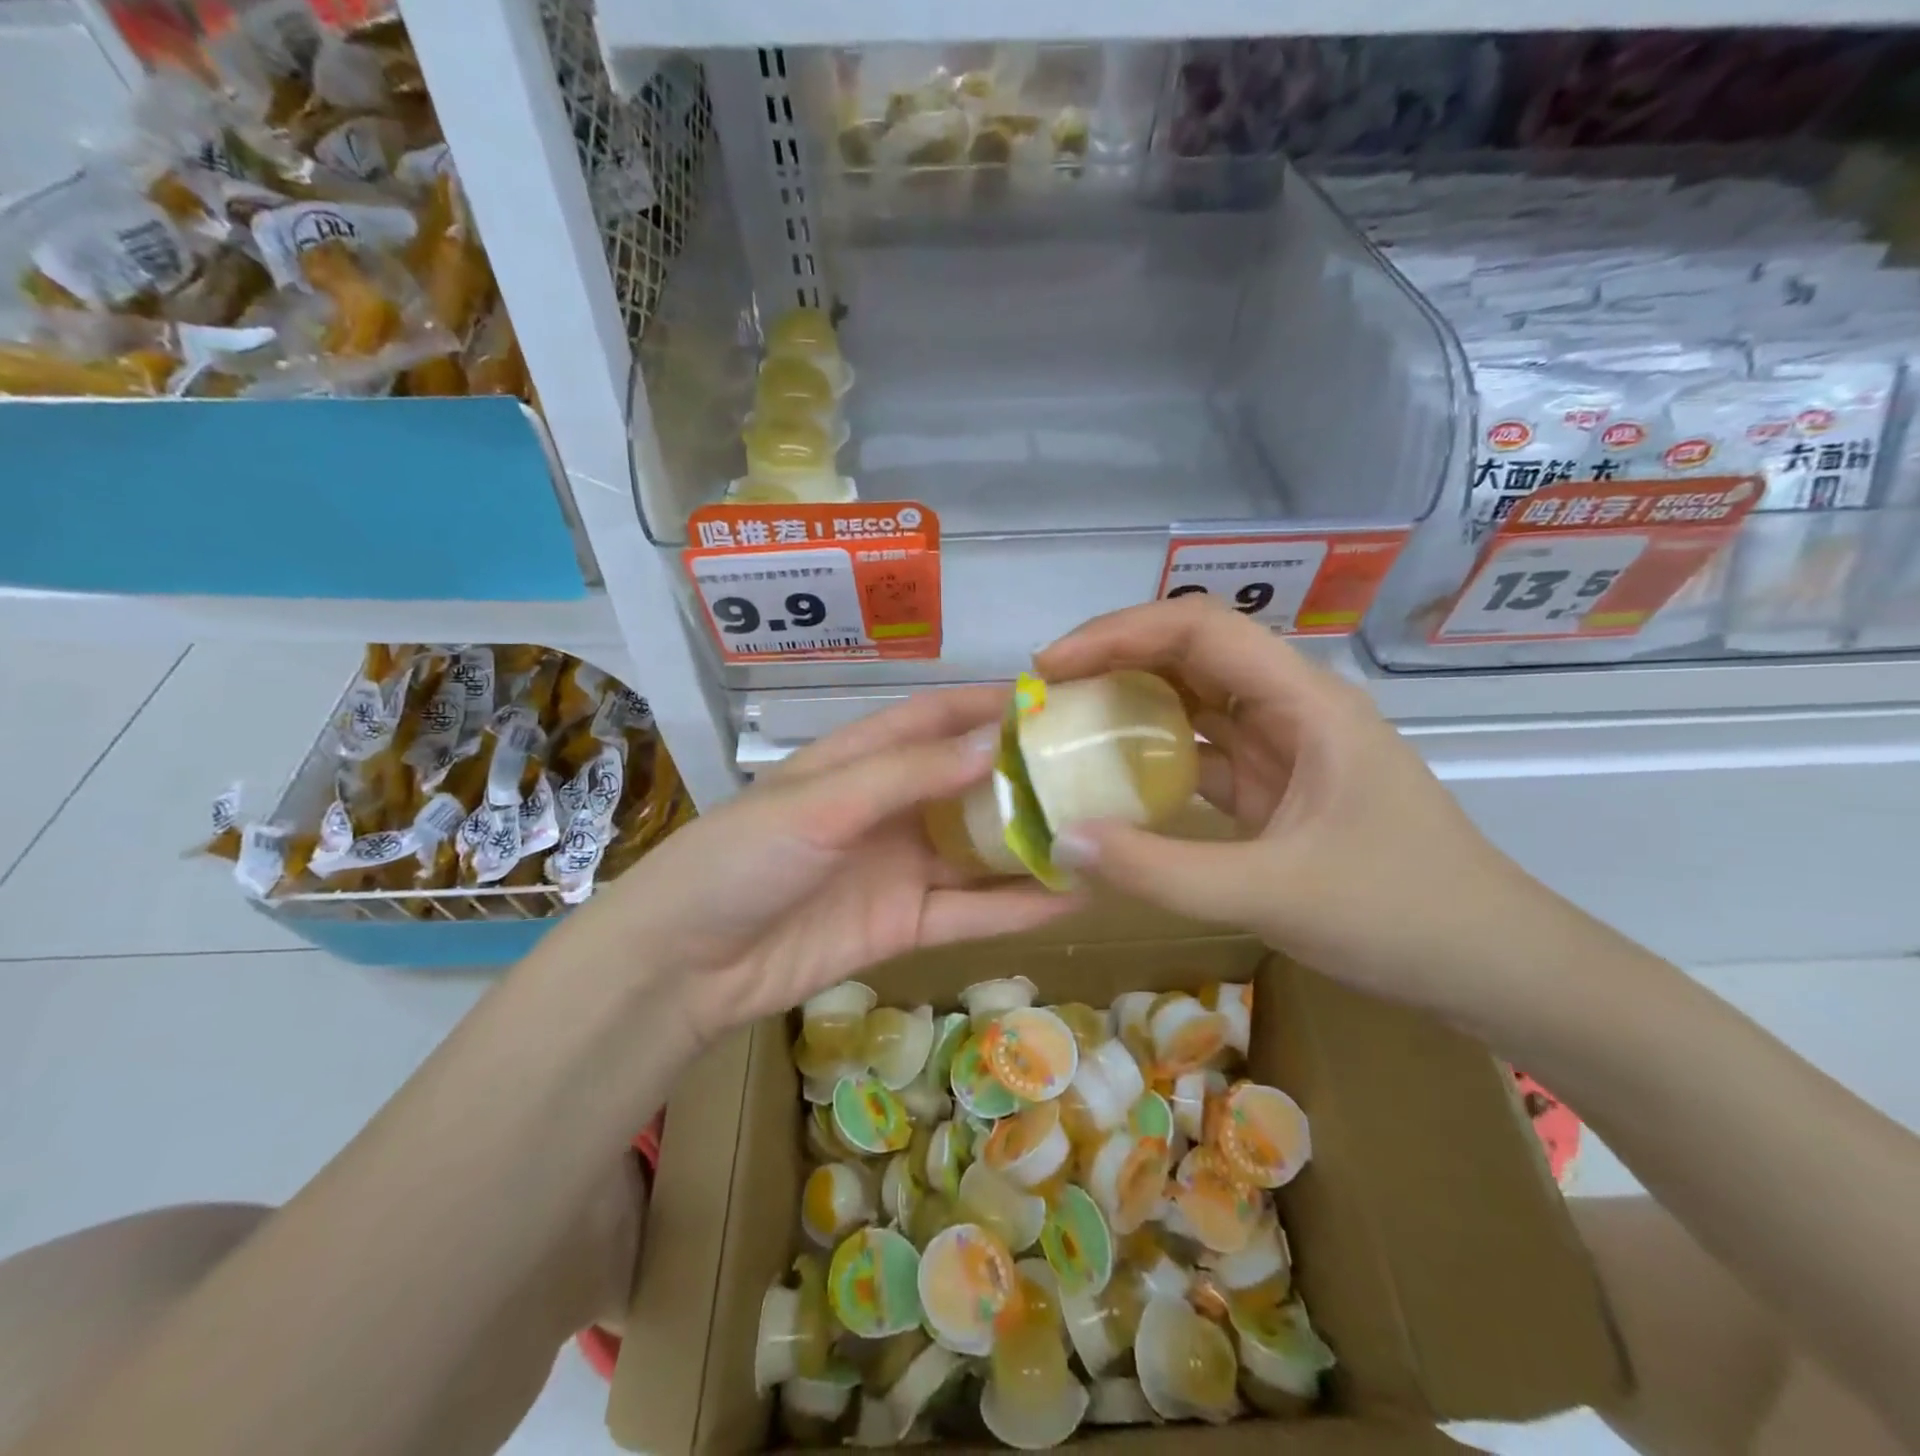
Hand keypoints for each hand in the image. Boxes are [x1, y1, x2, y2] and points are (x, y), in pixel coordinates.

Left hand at [580, 687, 1077, 1045]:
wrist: (685, 963)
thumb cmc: (743, 857)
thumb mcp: (822, 802)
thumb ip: (908, 773)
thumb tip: (996, 742)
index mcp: (861, 761)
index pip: (936, 719)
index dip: (990, 706)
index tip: (1055, 699)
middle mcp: (888, 808)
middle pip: (968, 784)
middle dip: (1025, 776)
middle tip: (1099, 769)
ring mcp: (900, 869)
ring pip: (979, 850)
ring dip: (1030, 843)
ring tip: (1101, 833)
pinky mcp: (905, 925)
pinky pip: (971, 912)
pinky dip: (1017, 906)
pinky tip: (1071, 897)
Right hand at [1034, 597, 1549, 1019]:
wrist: (1497, 968)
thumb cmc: (1402, 916)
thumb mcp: (1272, 894)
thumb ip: (1161, 871)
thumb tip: (1061, 839)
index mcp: (1306, 703)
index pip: (1200, 630)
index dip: (1118, 634)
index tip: (1053, 666)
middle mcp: (1294, 710)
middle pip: (1193, 654)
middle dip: (1115, 662)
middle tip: (1047, 696)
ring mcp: (1287, 750)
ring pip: (1196, 703)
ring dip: (1132, 707)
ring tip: (1065, 727)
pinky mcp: (1278, 790)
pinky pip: (1204, 755)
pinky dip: (1155, 759)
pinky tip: (1113, 781)